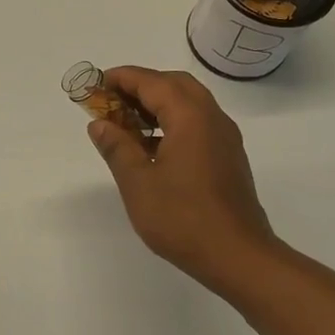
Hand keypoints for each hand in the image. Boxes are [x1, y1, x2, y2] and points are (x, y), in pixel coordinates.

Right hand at [86, 66, 280, 293]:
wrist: (238, 256)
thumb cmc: (183, 218)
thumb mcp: (138, 183)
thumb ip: (117, 148)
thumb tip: (99, 124)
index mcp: (190, 117)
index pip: (152, 82)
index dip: (122, 78)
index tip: (96, 84)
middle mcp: (212, 118)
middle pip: (174, 85)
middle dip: (141, 86)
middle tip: (111, 101)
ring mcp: (224, 138)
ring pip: (189, 104)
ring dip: (157, 104)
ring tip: (125, 124)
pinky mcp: (228, 158)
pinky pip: (197, 124)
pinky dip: (172, 122)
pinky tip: (151, 147)